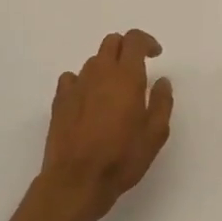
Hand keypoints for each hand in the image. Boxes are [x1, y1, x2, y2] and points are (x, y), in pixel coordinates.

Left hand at [40, 29, 174, 220]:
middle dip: (126, 49)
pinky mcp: (59, 100)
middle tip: (136, 69)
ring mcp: (76, 85)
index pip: (134, 40)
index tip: (155, 54)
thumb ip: (162, 102)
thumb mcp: (155, 134)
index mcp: (126, 76)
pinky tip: (88, 100)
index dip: (146, 42)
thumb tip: (161, 81)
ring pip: (93, 61)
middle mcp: (100, 72)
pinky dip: (83, 82)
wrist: (76, 181)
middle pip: (111, 42)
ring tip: (113, 92)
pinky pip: (72, 78)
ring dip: (106, 67)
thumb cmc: (122, 158)